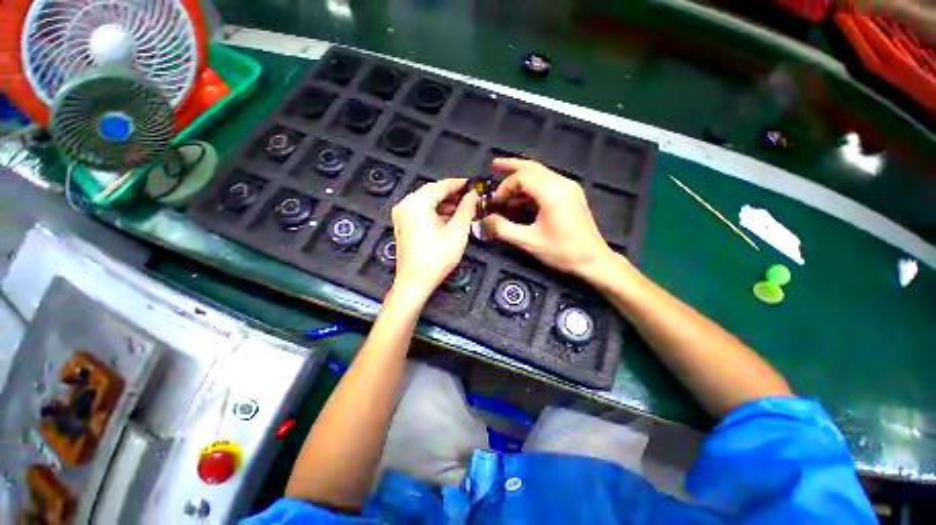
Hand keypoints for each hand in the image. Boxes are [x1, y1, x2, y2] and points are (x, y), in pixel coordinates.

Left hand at [391, 178, 478, 299]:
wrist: (415, 282)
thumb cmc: (437, 257)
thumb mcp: (457, 232)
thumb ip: (466, 209)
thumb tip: (473, 194)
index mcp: (417, 203)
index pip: (441, 186)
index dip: (459, 184)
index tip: (474, 184)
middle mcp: (405, 204)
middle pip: (432, 192)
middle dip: (452, 194)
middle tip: (470, 197)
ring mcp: (401, 214)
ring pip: (426, 201)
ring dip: (444, 203)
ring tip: (462, 208)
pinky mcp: (402, 224)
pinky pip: (420, 210)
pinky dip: (435, 211)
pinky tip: (449, 217)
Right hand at [480, 158, 612, 276]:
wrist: (593, 260)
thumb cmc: (562, 251)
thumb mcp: (529, 242)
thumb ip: (503, 229)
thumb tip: (485, 220)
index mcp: (552, 192)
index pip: (522, 177)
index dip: (505, 187)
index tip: (496, 202)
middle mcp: (562, 183)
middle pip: (532, 167)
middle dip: (511, 165)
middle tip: (494, 165)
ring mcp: (569, 187)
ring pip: (541, 172)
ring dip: (522, 175)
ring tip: (504, 179)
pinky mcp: (572, 194)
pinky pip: (548, 181)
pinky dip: (532, 184)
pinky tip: (522, 195)